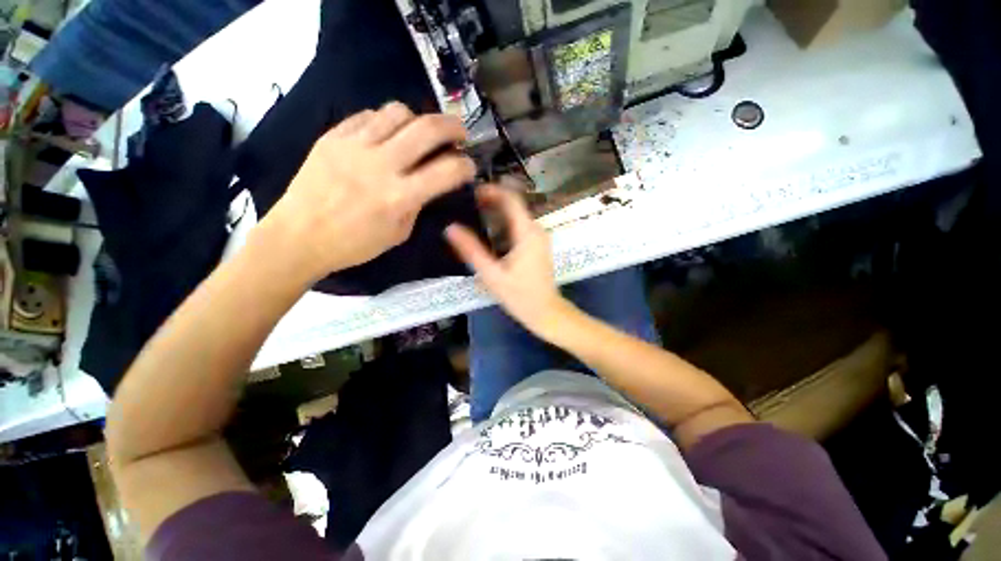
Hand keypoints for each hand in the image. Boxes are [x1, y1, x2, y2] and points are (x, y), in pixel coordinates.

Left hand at [257, 102, 475, 282]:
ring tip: (420, 133)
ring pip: (398, 112)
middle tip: (459, 133)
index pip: (447, 171)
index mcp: (400, 196)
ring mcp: (354, 145)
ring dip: (418, 120)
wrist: (299, 235)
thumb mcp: (399, 232)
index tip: (469, 167)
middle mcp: (381, 164)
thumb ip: (417, 204)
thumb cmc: (354, 244)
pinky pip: (368, 115)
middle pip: (427, 128)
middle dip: (453, 127)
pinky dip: (386, 122)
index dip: (466, 166)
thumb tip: (428, 182)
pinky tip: (387, 135)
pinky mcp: (333, 135)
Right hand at [445, 183, 571, 340]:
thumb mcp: (492, 275)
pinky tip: (489, 231)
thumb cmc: (520, 296)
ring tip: (473, 213)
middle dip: (492, 200)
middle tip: (467, 203)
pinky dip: (504, 223)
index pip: (511, 199)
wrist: (546, 312)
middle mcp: (536, 230)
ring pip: (517, 215)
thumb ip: (472, 250)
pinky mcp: (538, 245)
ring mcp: (539, 237)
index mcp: (527, 233)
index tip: (471, 191)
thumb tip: (450, 228)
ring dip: (497, 211)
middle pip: (514, 205)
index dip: (492, 190)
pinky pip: (520, 226)